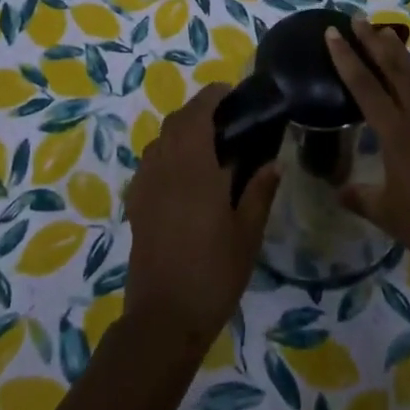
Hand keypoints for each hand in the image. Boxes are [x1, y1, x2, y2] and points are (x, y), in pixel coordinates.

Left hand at [123, 84, 279, 344]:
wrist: (164, 318)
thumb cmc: (213, 272)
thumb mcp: (247, 233)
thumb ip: (260, 191)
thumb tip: (274, 161)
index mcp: (193, 165)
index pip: (198, 113)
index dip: (212, 96)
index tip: (230, 92)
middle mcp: (165, 165)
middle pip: (175, 121)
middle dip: (197, 110)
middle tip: (225, 118)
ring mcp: (146, 184)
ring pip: (160, 140)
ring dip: (180, 131)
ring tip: (206, 145)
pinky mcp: (136, 204)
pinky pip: (149, 163)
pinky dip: (165, 154)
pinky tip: (183, 175)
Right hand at [326, 15, 409, 283]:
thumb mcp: (388, 215)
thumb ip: (361, 198)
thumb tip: (337, 191)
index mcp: (395, 133)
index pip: (363, 85)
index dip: (345, 57)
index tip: (332, 32)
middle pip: (394, 67)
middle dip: (374, 40)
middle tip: (359, 18)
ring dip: (403, 53)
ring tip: (388, 34)